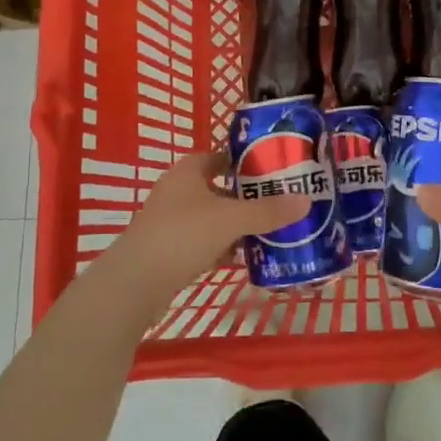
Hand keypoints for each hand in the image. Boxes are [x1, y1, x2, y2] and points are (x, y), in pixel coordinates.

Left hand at [98, 151, 302, 322]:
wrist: (135, 283)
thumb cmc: (182, 236)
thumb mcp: (231, 220)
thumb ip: (268, 211)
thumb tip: (306, 200)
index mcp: (188, 171)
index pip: (221, 156)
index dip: (246, 161)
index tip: (274, 171)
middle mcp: (177, 191)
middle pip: (219, 188)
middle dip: (246, 197)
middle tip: (279, 203)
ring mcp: (170, 222)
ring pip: (212, 217)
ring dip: (236, 225)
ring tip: (269, 231)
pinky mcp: (168, 250)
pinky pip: (203, 242)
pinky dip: (222, 247)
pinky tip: (243, 258)